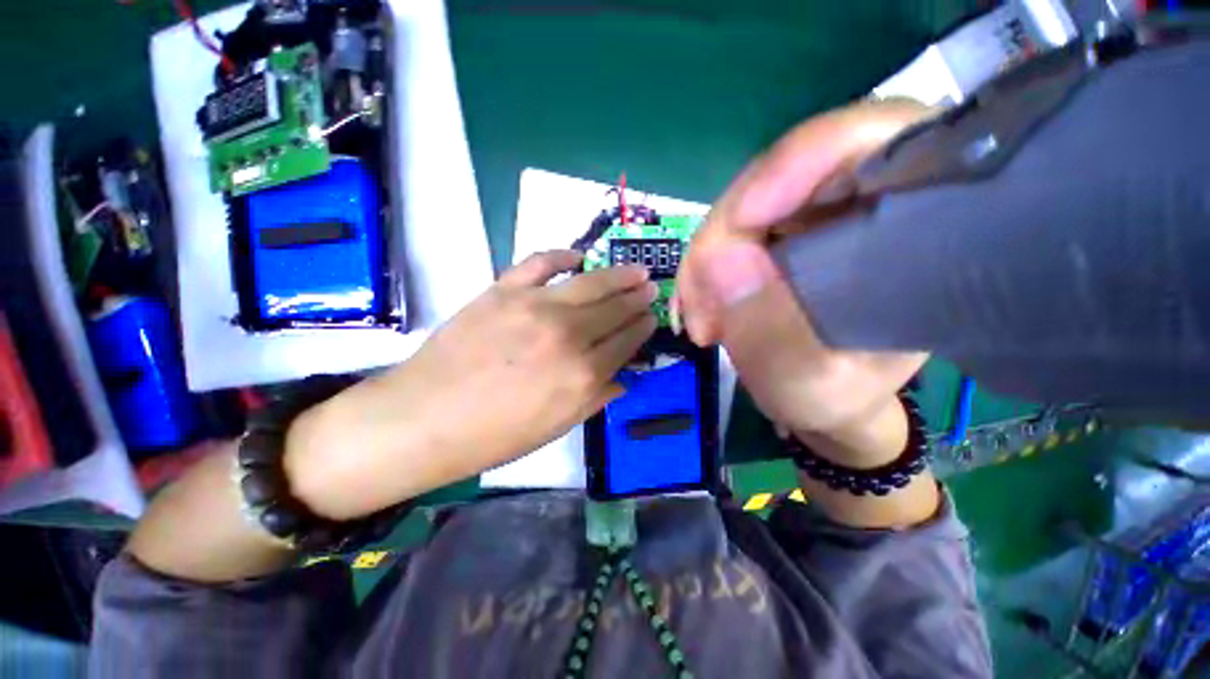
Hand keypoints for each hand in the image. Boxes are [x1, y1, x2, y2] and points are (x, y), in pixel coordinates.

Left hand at [286, 250, 656, 518]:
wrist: (425, 418)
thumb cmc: (494, 434)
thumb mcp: (556, 428)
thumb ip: (595, 398)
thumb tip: (622, 378)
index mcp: (582, 375)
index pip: (626, 342)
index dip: (642, 328)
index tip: (651, 318)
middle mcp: (567, 336)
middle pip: (614, 309)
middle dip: (638, 298)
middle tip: (651, 288)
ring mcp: (534, 307)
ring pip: (590, 283)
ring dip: (618, 275)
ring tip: (636, 269)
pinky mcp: (504, 290)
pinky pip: (540, 262)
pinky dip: (562, 255)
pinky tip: (579, 256)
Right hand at [676, 101, 934, 463]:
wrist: (825, 398)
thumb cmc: (837, 396)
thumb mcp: (810, 382)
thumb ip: (772, 331)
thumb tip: (717, 258)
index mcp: (917, 226)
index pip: (876, 139)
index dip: (801, 161)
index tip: (741, 221)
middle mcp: (866, 201)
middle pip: (782, 173)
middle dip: (725, 238)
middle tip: (701, 307)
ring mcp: (814, 213)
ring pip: (743, 204)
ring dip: (707, 262)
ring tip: (701, 323)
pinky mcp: (778, 231)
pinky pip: (728, 231)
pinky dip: (705, 268)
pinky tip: (699, 309)